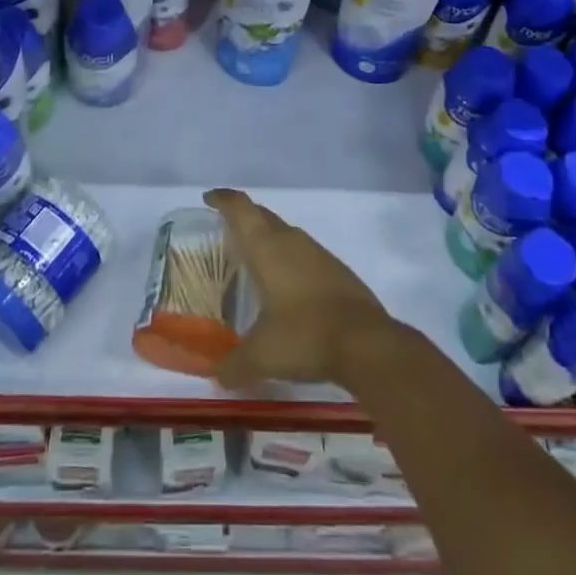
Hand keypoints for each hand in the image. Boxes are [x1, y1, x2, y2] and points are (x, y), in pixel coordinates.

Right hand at [206, 188, 393, 389]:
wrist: (366, 343)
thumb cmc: (304, 336)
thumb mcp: (262, 356)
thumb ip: (234, 365)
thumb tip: (218, 377)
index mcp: (267, 248)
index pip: (241, 209)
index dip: (223, 199)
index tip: (209, 198)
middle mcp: (291, 241)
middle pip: (263, 215)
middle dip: (244, 216)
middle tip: (227, 230)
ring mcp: (318, 253)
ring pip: (286, 233)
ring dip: (269, 238)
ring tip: (255, 259)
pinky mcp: (337, 270)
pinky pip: (305, 253)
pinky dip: (290, 259)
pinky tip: (288, 285)